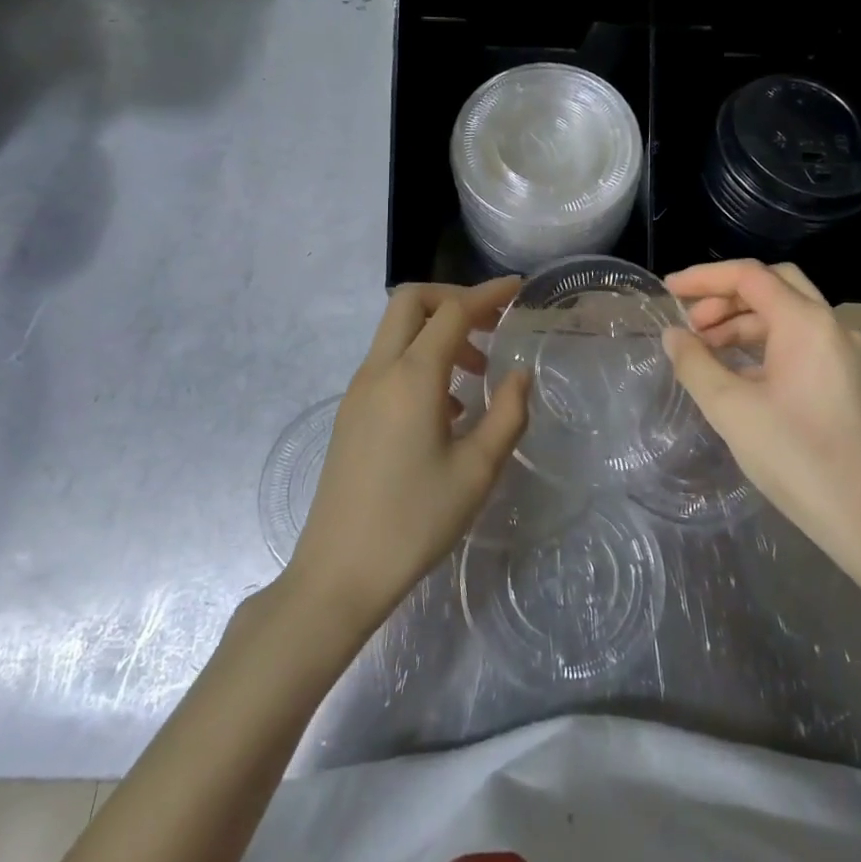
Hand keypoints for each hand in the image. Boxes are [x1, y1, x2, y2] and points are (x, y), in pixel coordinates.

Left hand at [286, 278, 531, 632]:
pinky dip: (421, 361)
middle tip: (491, 324)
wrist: (340, 572)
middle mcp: (380, 371)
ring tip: (477, 373)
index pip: (452, 311)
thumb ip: (508, 414)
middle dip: (453, 299)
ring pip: (397, 332)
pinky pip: (388, 363)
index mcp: (412, 377)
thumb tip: (520, 375)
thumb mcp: (477, 471)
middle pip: (411, 303)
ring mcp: (359, 391)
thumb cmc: (415, 521)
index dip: (488, 294)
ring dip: (437, 333)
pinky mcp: (352, 413)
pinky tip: (448, 407)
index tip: (518, 289)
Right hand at [663, 259, 860, 581]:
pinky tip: (740, 376)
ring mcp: (847, 355)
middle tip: (691, 324)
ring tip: (707, 352)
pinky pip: (802, 344)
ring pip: (789, 316)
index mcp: (806, 323)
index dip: (704, 278)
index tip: (668, 291)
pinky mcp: (851, 382)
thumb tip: (674, 336)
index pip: (749, 276)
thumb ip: (695, 363)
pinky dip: (766, 346)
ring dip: (744, 324)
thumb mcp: (730, 409)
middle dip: (726, 297)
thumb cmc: (797, 457)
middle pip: (774, 286)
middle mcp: (833, 327)